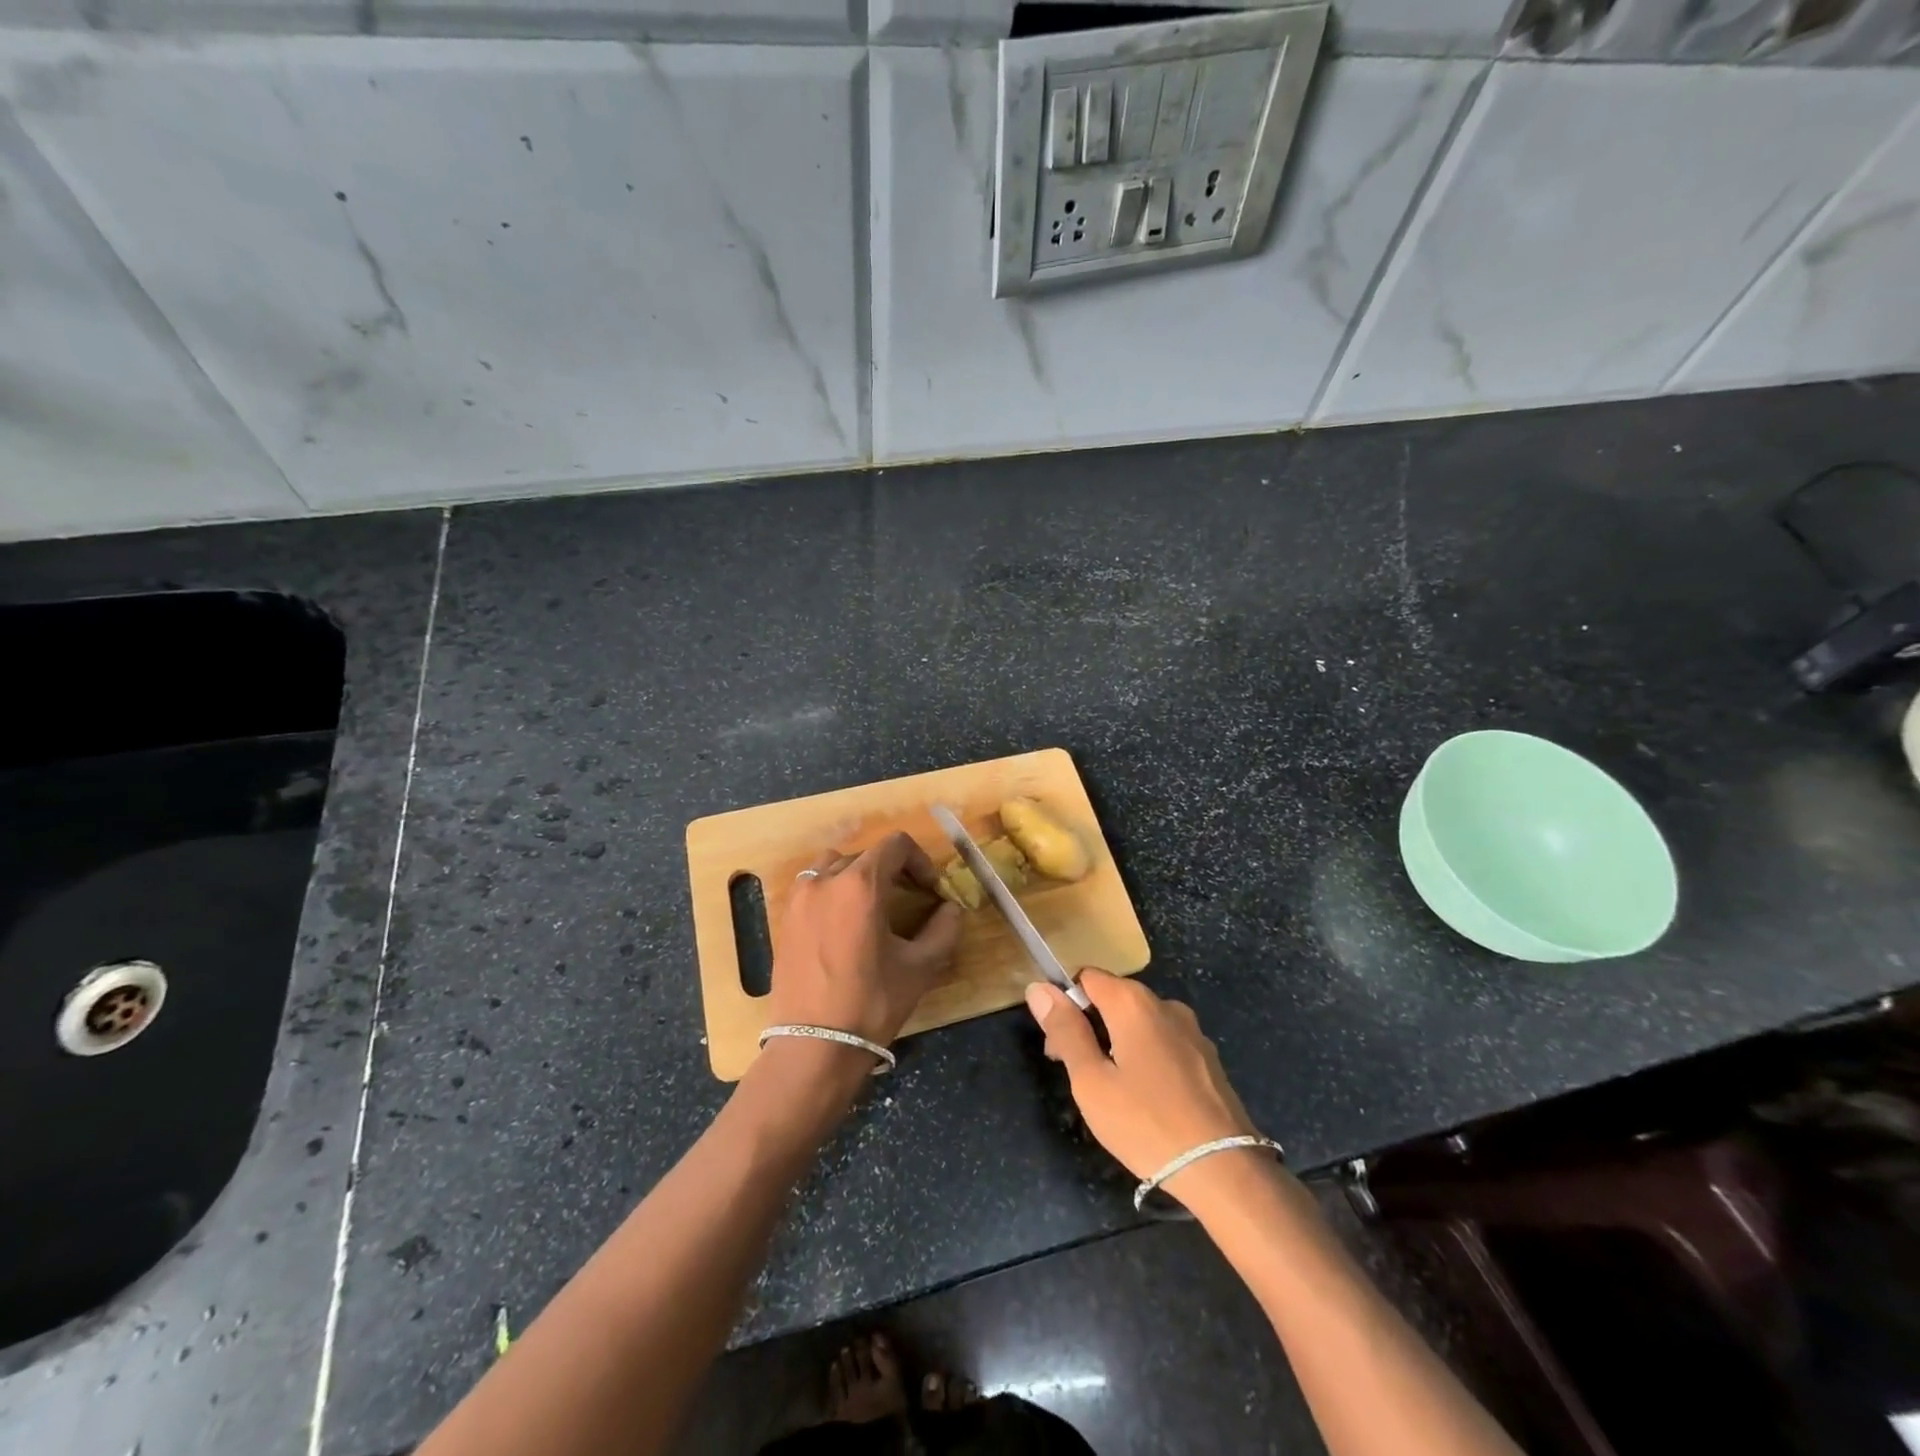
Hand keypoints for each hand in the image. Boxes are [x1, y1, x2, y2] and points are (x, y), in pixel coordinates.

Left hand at [770, 832, 964, 1048]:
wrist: (814, 1047)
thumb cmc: (872, 1003)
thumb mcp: (919, 967)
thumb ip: (943, 930)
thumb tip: (951, 909)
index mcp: (860, 884)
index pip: (895, 845)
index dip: (919, 861)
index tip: (930, 890)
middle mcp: (825, 880)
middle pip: (865, 855)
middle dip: (892, 871)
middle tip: (909, 899)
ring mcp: (799, 899)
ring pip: (833, 866)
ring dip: (857, 877)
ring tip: (872, 907)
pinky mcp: (784, 920)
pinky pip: (812, 888)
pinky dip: (832, 893)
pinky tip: (843, 927)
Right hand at [1025, 970, 1258, 1186]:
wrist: (1225, 1170)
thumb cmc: (1146, 1123)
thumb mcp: (1091, 1081)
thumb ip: (1065, 1031)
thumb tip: (1039, 988)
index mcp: (1133, 1002)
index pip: (1086, 978)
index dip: (1065, 1006)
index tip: (1059, 1048)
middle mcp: (1164, 1004)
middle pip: (1113, 999)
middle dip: (1089, 1027)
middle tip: (1079, 1077)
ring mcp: (1191, 1030)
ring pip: (1139, 1023)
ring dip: (1117, 1044)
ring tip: (1112, 1094)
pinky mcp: (1207, 1057)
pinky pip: (1163, 1042)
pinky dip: (1145, 1058)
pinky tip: (1146, 1100)